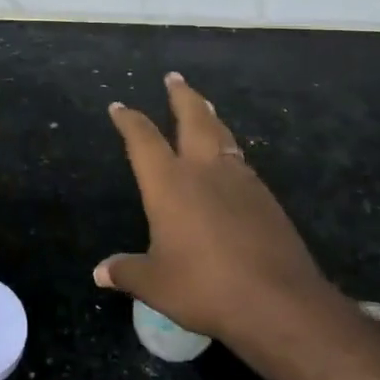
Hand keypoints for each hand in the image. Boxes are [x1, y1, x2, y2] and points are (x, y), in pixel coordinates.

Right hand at [95, 72, 332, 343]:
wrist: (279, 302)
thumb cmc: (205, 287)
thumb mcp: (156, 284)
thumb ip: (127, 271)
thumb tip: (100, 272)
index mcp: (169, 182)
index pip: (143, 138)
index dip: (129, 120)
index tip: (120, 107)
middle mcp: (204, 170)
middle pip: (192, 118)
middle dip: (181, 96)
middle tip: (174, 77)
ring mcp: (239, 180)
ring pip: (221, 134)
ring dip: (209, 116)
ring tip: (205, 106)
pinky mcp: (266, 198)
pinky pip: (241, 160)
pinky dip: (229, 149)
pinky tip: (230, 159)